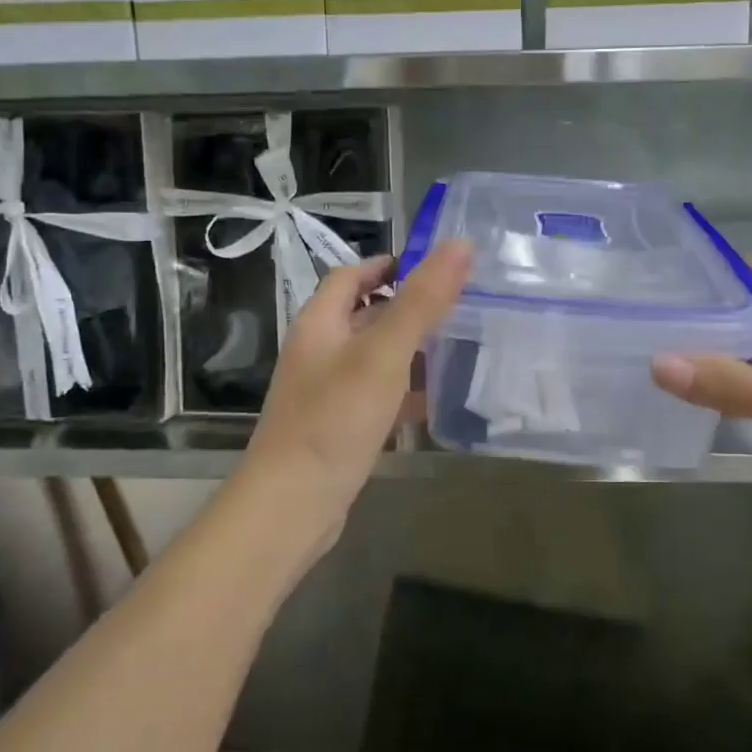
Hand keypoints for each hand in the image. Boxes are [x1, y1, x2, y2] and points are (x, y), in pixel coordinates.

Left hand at [233, 240, 472, 552]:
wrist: (291, 506)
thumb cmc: (335, 419)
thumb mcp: (383, 353)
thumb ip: (422, 301)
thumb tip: (460, 245)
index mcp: (319, 323)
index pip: (350, 275)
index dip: (388, 265)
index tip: (435, 268)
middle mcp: (318, 351)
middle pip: (363, 314)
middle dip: (407, 307)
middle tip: (458, 306)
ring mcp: (326, 391)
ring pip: (373, 356)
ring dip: (409, 349)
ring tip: (458, 347)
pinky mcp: (337, 426)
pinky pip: (376, 395)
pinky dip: (404, 390)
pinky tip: (436, 401)